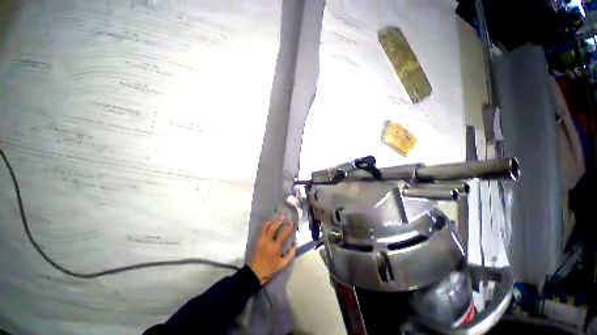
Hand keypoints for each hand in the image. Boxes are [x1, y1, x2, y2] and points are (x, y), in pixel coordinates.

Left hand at [249, 216, 295, 284]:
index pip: (283, 235)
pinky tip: (270, 222)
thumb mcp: (283, 264)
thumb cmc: (270, 268)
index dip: (288, 228)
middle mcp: (267, 242)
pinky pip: (262, 229)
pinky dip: (266, 224)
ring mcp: (260, 240)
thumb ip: (291, 253)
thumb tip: (295, 243)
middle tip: (283, 216)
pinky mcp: (257, 240)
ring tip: (277, 218)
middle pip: (273, 227)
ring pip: (265, 226)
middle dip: (279, 221)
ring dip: (272, 221)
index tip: (292, 223)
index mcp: (274, 248)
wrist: (255, 273)